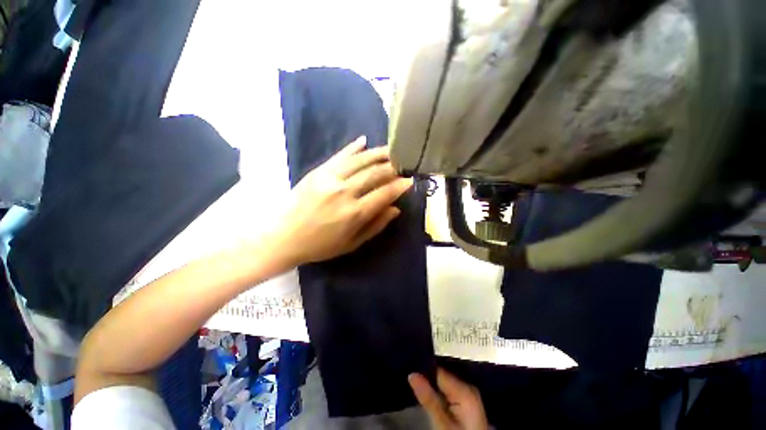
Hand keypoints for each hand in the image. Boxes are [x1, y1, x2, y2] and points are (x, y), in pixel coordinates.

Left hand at [274, 136, 412, 265]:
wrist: (284, 237)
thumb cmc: (321, 245)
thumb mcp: (352, 243)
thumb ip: (376, 225)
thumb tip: (395, 209)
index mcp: (355, 212)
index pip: (385, 193)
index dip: (400, 186)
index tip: (410, 180)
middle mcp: (345, 191)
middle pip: (376, 173)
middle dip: (393, 167)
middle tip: (403, 164)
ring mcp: (330, 178)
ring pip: (361, 160)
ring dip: (378, 154)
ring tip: (391, 150)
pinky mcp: (318, 171)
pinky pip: (340, 155)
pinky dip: (353, 147)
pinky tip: (364, 141)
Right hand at [409, 368, 488, 429]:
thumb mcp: (442, 423)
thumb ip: (428, 398)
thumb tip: (412, 374)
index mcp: (464, 389)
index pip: (438, 370)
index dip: (423, 370)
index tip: (410, 371)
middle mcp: (468, 387)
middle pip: (442, 376)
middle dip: (427, 377)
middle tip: (411, 379)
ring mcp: (469, 395)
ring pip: (444, 383)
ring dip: (432, 385)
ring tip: (417, 385)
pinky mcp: (466, 403)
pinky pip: (449, 390)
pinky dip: (439, 392)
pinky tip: (430, 395)